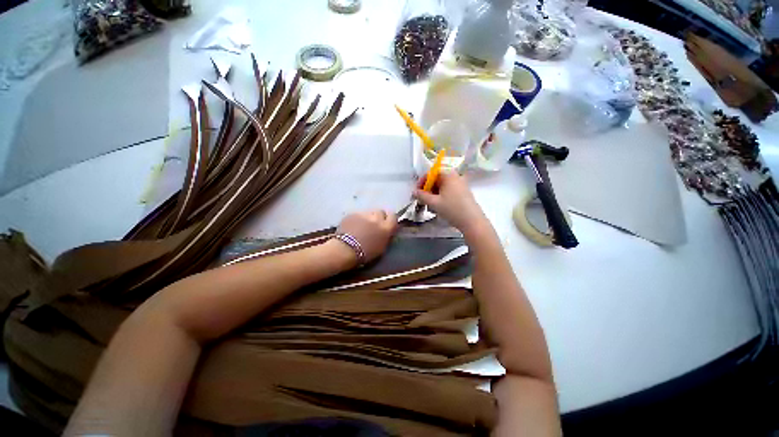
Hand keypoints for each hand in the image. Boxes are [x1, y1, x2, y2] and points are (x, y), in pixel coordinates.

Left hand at [336, 210, 397, 263]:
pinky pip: (358, 215)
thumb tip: (386, 231)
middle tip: (373, 226)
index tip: (386, 224)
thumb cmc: (366, 253)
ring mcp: (364, 214)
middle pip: (380, 212)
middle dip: (378, 217)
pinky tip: (352, 227)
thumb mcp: (382, 247)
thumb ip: (386, 236)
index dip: (389, 220)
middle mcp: (377, 218)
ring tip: (361, 226)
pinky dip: (357, 219)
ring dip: (367, 218)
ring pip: (368, 212)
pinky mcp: (353, 214)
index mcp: (386, 227)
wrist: (345, 250)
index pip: (393, 216)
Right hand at [414, 172, 488, 235]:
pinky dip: (442, 195)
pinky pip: (449, 190)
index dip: (422, 181)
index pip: (431, 173)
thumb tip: (414, 192)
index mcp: (448, 175)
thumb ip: (422, 196)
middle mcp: (455, 176)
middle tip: (422, 199)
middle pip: (437, 178)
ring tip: (430, 204)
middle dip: (428, 188)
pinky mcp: (464, 192)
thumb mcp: (434, 203)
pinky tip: (439, 205)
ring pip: (443, 185)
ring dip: (434, 193)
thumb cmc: (452, 209)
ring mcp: (461, 184)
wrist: (472, 221)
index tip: (417, 192)